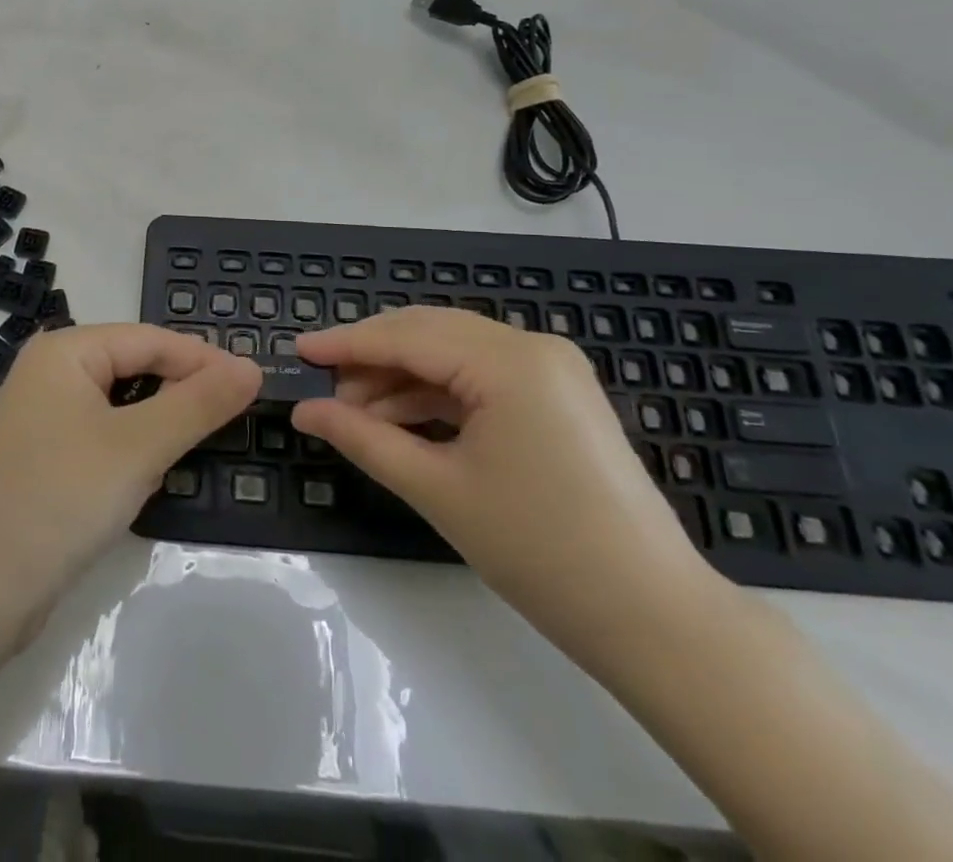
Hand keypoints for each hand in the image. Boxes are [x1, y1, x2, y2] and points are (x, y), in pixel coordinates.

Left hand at [0, 323, 259, 603]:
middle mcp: (50, 372)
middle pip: (135, 366)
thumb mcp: (140, 447)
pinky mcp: (44, 456)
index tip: (254, 385)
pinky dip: (133, 447)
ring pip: (121, 403)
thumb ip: (199, 403)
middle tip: (234, 417)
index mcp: (65, 351)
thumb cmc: (61, 499)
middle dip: (182, 390)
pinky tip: (152, 472)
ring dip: (160, 421)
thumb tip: (252, 367)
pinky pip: (103, 434)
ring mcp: (43, 415)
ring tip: (201, 442)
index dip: (204, 359)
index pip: (150, 339)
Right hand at [291, 308, 719, 655]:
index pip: (407, 337)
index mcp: (509, 360)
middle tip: (322, 388)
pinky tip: (400, 420)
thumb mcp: (439, 490)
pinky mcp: (557, 396)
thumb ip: (364, 439)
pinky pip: (480, 378)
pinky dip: (437, 395)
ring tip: (355, 413)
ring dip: (402, 379)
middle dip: (372, 358)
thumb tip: (304, 412)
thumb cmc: (540, 551)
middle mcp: (532, 347)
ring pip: (453, 354)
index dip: (347, 344)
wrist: (654, 619)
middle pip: (430, 334)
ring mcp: (551, 369)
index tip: (298, 352)